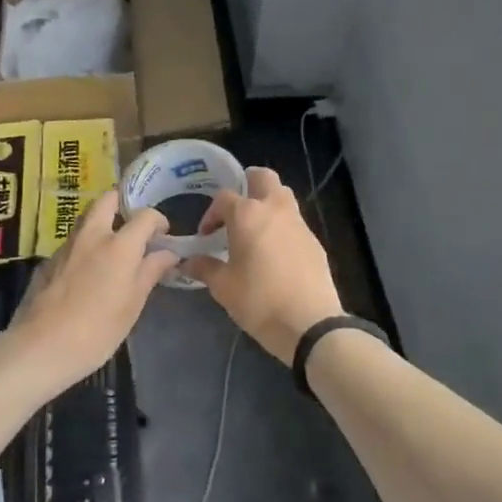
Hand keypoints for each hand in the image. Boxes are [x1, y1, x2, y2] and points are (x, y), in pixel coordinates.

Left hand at [0, 190, 176, 394]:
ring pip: (86, 219)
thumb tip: (168, 253)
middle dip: (122, 202)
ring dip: (102, 223)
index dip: (158, 220)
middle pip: (106, 200)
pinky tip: (88, 272)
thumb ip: (150, 272)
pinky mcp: (48, 261)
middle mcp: (92, 236)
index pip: (144, 216)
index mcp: (119, 245)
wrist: (41, 348)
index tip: (163, 234)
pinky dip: (85, 246)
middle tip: (133, 222)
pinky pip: (72, 242)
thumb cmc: (97, 330)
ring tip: (113, 248)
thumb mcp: (133, 304)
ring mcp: (66, 246)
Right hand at [182, 167, 343, 363]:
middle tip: (235, 211)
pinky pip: (294, 221)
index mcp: (247, 215)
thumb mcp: (223, 287)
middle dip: (246, 185)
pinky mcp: (314, 240)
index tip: (206, 236)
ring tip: (254, 231)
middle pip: (262, 177)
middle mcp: (275, 209)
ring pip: (282, 195)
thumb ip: (204, 268)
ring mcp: (299, 223)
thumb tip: (187, 262)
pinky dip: (282, 226)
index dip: (211, 214)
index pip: (224, 198)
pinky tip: (275, 253)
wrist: (309, 323)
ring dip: (267, 203)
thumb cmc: (259, 301)